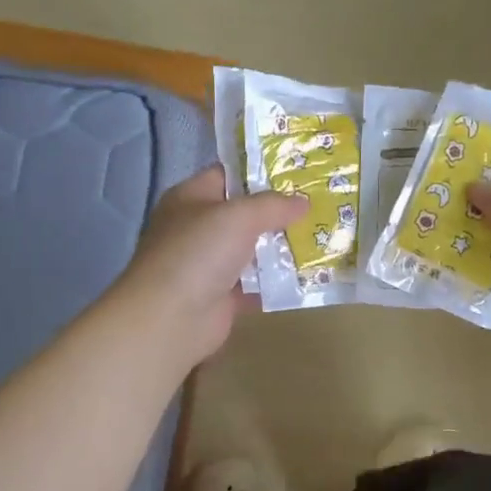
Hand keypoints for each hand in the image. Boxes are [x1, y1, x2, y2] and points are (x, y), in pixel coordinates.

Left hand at [112, 165, 304, 365]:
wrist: (172, 318)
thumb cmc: (199, 252)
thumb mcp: (239, 216)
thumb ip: (273, 205)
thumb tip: (303, 201)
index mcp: (190, 198)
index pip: (226, 176)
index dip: (258, 172)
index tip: (296, 173)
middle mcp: (196, 229)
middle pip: (242, 215)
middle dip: (277, 213)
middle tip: (316, 206)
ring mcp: (208, 265)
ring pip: (251, 251)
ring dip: (280, 248)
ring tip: (318, 239)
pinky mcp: (221, 297)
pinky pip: (255, 284)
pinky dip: (276, 282)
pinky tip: (306, 275)